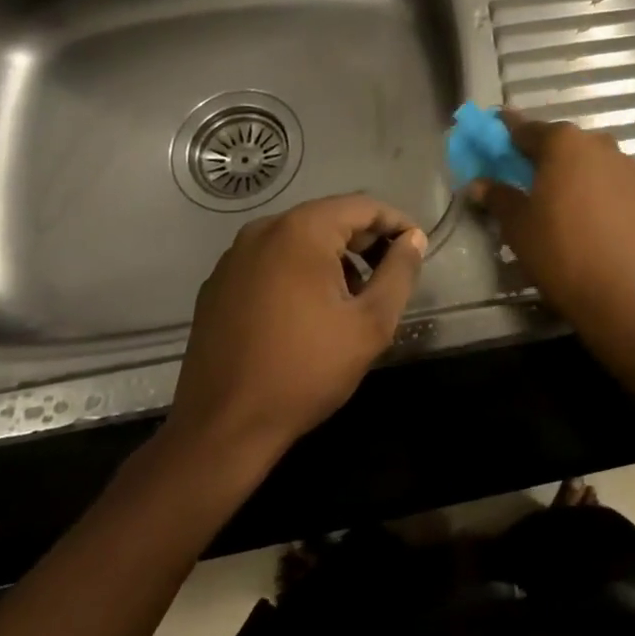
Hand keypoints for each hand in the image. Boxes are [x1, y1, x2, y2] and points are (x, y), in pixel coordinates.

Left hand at [160, 195, 426, 475]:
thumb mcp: (370, 323)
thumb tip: (413, 240)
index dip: (397, 224)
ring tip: (354, 297)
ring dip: (334, 256)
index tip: (416, 250)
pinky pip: (272, 260)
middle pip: (329, 217)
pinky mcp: (219, 284)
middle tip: (391, 275)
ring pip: (300, 238)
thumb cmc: (305, 371)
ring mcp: (234, 257)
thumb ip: (400, 272)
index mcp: (301, 231)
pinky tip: (310, 311)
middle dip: (366, 241)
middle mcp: (263, 230)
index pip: (363, 206)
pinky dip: (300, 271)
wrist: (222, 429)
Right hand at [474, 115, 634, 325]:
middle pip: (568, 145)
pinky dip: (611, 200)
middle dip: (550, 158)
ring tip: (573, 211)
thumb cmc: (562, 253)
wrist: (630, 294)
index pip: (528, 130)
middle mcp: (602, 146)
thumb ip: (499, 198)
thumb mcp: (518, 228)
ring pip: (600, 166)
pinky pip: (624, 190)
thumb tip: (479, 184)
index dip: (509, 133)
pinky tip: (606, 229)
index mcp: (564, 144)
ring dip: (584, 179)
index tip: (499, 132)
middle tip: (535, 182)